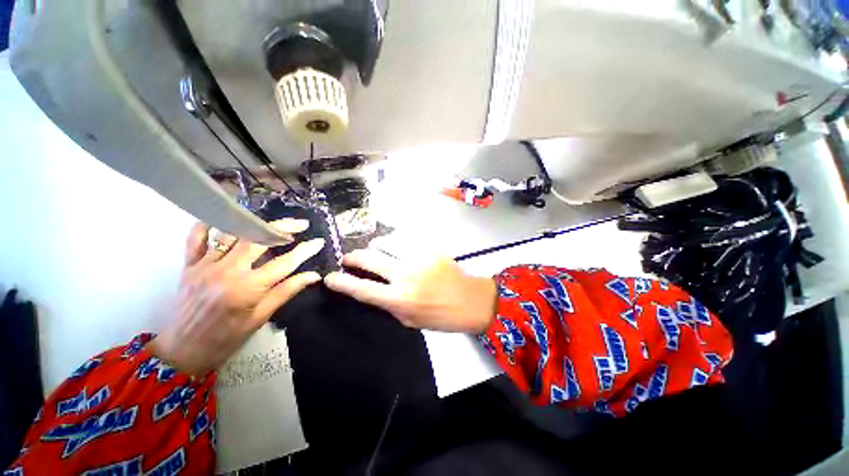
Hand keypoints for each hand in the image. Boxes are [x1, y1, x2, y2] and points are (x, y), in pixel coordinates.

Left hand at [148, 221, 323, 376]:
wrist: (183, 350)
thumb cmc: (227, 338)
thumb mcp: (262, 317)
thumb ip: (287, 291)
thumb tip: (313, 275)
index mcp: (247, 288)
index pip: (284, 263)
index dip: (305, 251)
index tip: (318, 241)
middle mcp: (226, 271)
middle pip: (259, 240)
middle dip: (283, 228)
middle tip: (301, 225)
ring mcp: (205, 265)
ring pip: (232, 233)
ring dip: (255, 225)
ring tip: (273, 226)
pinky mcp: (189, 265)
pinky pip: (196, 237)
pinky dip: (209, 225)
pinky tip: (226, 220)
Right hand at [324, 249, 496, 333]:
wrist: (471, 300)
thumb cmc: (441, 316)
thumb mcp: (411, 321)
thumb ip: (390, 305)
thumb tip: (374, 290)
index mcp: (400, 299)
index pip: (362, 289)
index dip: (342, 282)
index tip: (329, 277)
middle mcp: (406, 275)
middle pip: (370, 258)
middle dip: (353, 256)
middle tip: (348, 258)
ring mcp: (418, 258)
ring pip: (387, 243)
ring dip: (377, 247)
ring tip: (378, 252)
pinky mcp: (430, 248)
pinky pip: (406, 241)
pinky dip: (398, 245)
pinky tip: (402, 250)